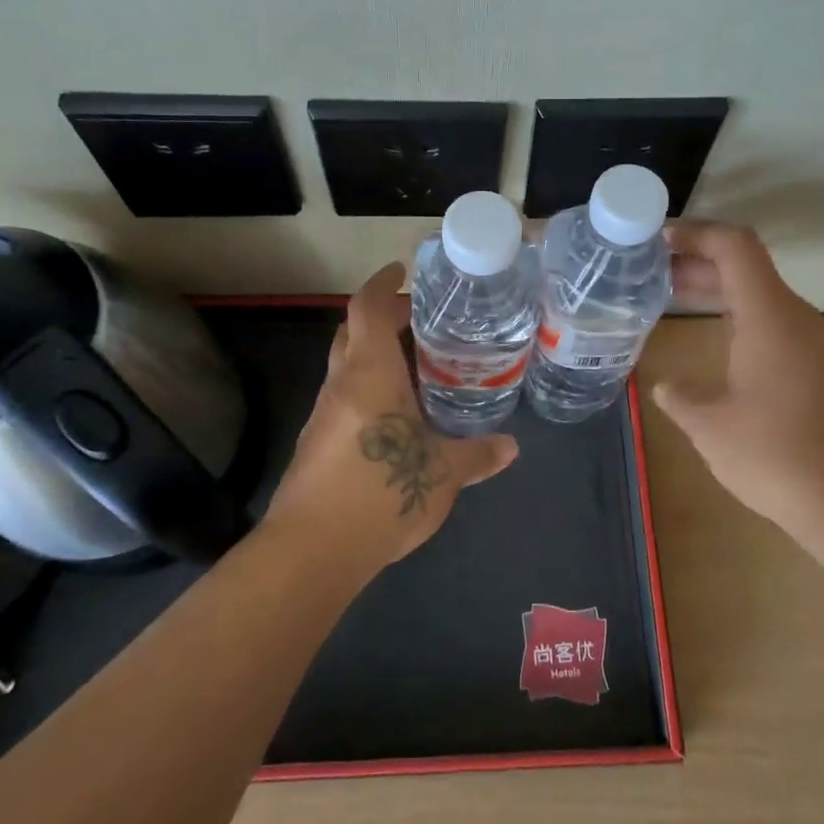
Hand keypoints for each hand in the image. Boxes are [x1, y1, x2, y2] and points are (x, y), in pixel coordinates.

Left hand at [269, 262, 518, 569]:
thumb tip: (511, 447)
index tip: (401, 272)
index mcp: (369, 373)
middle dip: (382, 320)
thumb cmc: (381, 491)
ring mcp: (324, 415)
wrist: (312, 551)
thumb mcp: (443, 473)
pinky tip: (399, 418)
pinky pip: (345, 400)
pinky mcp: (317, 444)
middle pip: (352, 333)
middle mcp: (341, 384)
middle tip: (422, 324)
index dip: (382, 284)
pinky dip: (369, 391)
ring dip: (376, 358)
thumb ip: (477, 455)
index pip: (367, 308)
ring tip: (420, 370)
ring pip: (347, 368)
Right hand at [652, 224, 823, 542]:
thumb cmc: (777, 456)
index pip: (734, 246)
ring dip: (718, 293)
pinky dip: (739, 320)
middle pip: (746, 268)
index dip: (695, 233)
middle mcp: (797, 319)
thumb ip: (680, 397)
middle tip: (651, 271)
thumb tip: (667, 387)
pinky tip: (719, 348)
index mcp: (769, 316)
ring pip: (762, 298)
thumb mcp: (710, 426)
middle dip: (697, 263)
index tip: (657, 240)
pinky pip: (776, 326)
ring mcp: (817, 346)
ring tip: (675, 301)